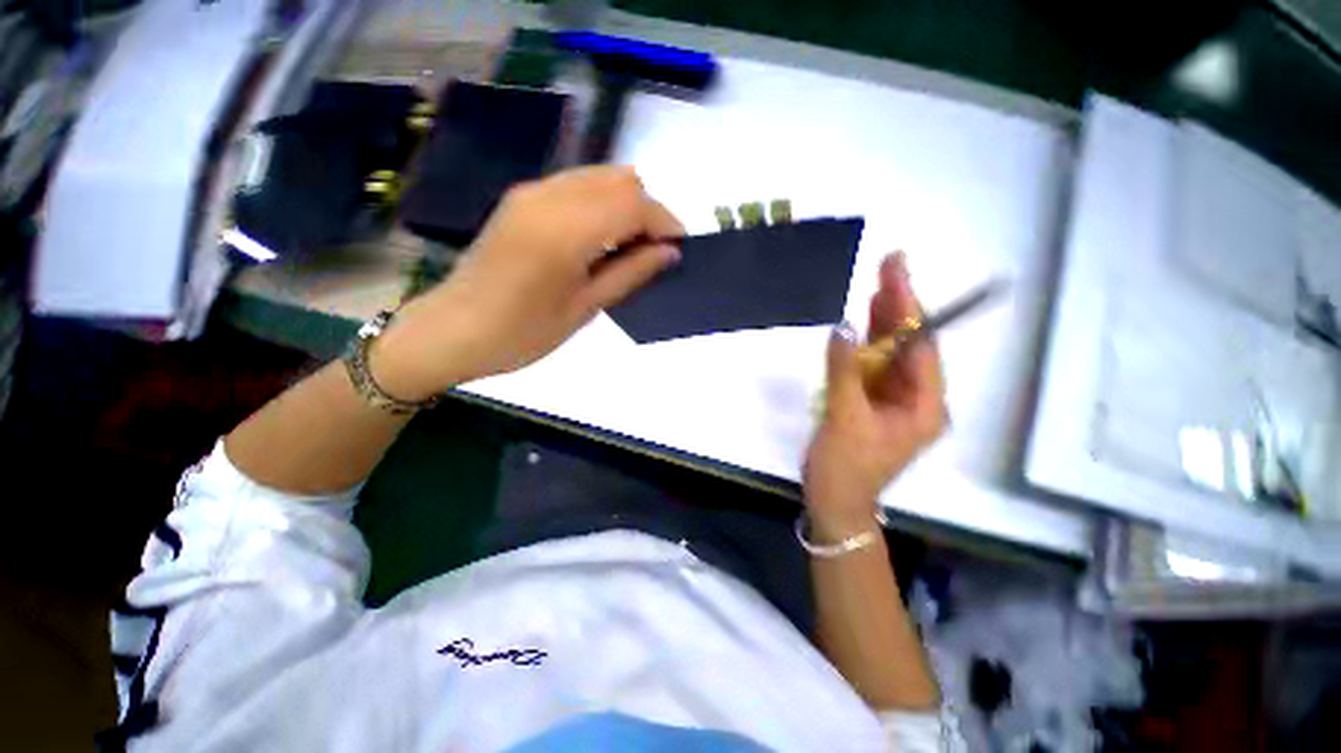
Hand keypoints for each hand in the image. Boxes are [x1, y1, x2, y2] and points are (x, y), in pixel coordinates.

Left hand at [374, 167, 683, 398]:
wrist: (452, 330)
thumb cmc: (522, 333)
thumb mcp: (585, 309)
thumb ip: (630, 273)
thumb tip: (669, 252)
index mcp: (565, 230)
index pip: (633, 203)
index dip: (665, 221)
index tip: (679, 249)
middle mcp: (548, 196)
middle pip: (620, 180)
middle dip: (648, 211)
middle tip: (654, 251)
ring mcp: (531, 191)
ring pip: (600, 177)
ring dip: (626, 205)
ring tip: (631, 247)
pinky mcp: (522, 197)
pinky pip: (577, 185)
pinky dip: (602, 203)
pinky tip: (601, 238)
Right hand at [802, 253, 946, 539]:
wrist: (834, 502)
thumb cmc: (845, 468)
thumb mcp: (844, 419)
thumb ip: (844, 371)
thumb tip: (841, 328)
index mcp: (924, 406)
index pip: (920, 348)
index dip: (909, 309)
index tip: (897, 276)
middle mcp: (916, 399)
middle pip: (909, 345)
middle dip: (900, 307)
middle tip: (890, 266)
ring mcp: (893, 400)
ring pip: (890, 353)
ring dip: (883, 322)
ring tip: (878, 285)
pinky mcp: (871, 403)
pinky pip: (871, 367)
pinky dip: (865, 345)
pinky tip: (861, 324)